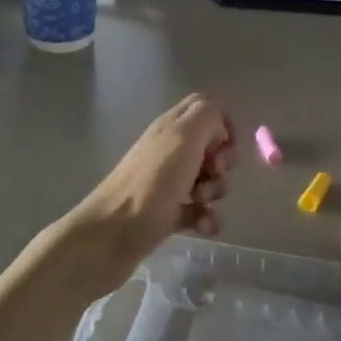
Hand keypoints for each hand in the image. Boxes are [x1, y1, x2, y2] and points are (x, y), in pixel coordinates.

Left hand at [67, 95, 236, 272]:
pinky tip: (202, 225)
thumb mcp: (184, 136)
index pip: (203, 106)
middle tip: (213, 171)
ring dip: (215, 190)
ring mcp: (168, 183)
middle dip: (223, 160)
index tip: (227, 144)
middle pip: (211, 146)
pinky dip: (207, 218)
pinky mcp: (168, 214)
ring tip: (200, 201)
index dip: (223, 122)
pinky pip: (200, 211)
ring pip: (208, 180)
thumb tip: (220, 127)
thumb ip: (208, 116)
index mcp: (172, 126)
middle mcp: (170, 150)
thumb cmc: (153, 182)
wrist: (112, 234)